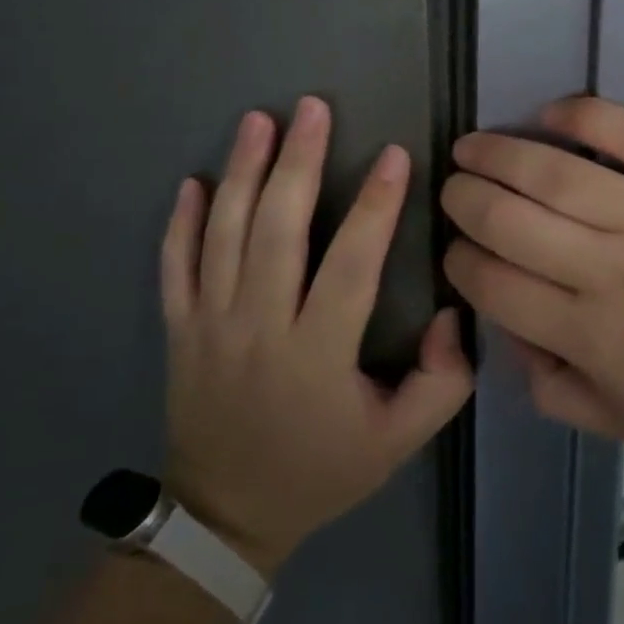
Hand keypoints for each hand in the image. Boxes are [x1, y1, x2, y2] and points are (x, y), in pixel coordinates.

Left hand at [161, 97, 473, 578]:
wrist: (228, 515)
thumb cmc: (321, 471)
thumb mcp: (399, 442)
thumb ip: (442, 382)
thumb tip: (450, 312)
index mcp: (317, 353)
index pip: (351, 265)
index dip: (376, 207)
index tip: (394, 155)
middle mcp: (259, 328)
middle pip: (276, 231)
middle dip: (297, 163)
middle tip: (312, 108)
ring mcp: (210, 326)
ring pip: (223, 235)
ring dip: (241, 173)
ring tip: (258, 121)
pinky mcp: (178, 330)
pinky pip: (173, 266)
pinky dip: (180, 221)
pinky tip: (193, 179)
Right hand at [440, 97, 623, 460]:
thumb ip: (556, 390)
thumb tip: (508, 335)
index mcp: (595, 338)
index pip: (495, 285)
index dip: (461, 261)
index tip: (457, 248)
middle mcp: (615, 272)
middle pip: (511, 221)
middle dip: (464, 201)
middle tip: (453, 188)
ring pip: (555, 174)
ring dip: (498, 154)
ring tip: (471, 145)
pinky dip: (581, 117)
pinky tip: (549, 114)